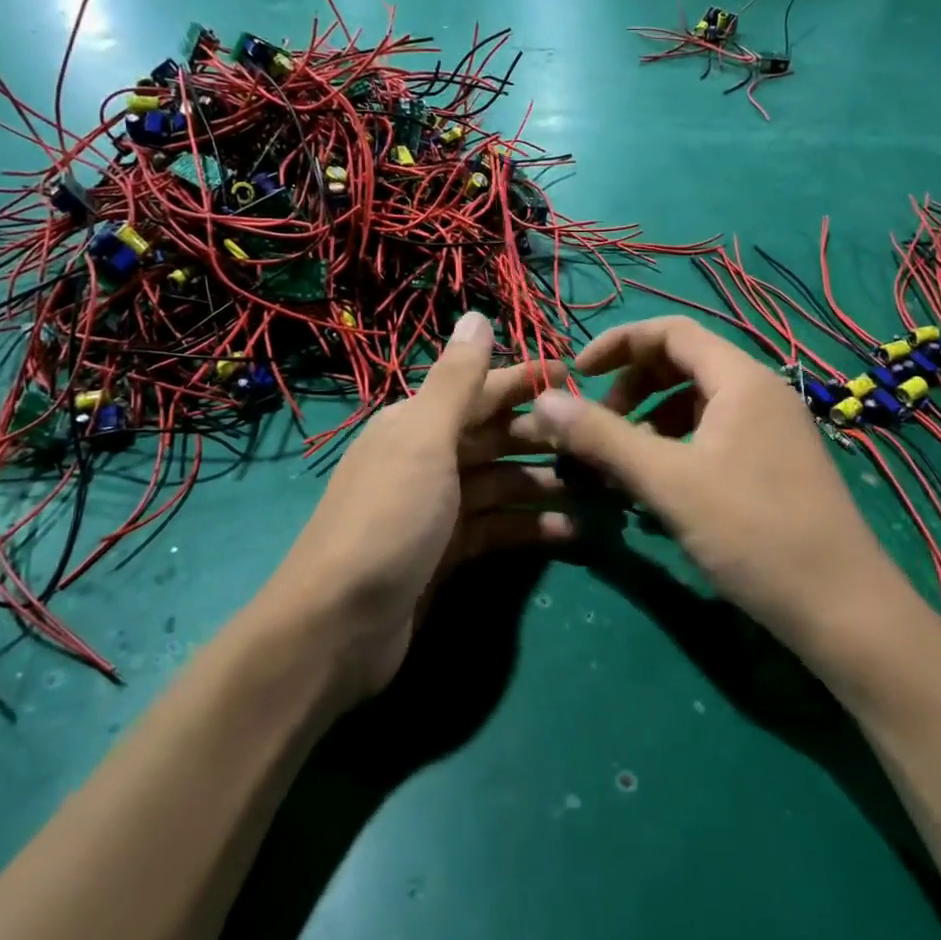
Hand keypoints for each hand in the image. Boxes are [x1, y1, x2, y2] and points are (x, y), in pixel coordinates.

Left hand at [265, 311, 571, 702]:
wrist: (339, 625)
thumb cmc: (389, 518)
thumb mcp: (424, 440)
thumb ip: (456, 380)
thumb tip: (476, 314)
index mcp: (417, 424)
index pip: (481, 391)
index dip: (526, 381)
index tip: (577, 378)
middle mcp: (427, 459)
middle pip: (495, 437)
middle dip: (544, 437)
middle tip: (600, 442)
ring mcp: (437, 509)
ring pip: (501, 484)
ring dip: (544, 484)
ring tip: (599, 489)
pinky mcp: (447, 553)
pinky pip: (498, 528)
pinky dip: (530, 528)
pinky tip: (569, 532)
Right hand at [515, 316, 905, 659]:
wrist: (842, 609)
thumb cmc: (753, 532)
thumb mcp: (667, 481)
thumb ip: (602, 437)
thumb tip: (542, 400)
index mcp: (740, 380)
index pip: (670, 331)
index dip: (618, 344)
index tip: (577, 375)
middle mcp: (760, 393)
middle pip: (683, 365)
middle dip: (632, 388)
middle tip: (599, 430)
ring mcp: (772, 431)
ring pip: (697, 406)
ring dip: (651, 423)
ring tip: (622, 466)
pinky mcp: (775, 465)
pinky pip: (714, 437)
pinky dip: (677, 449)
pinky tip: (659, 491)